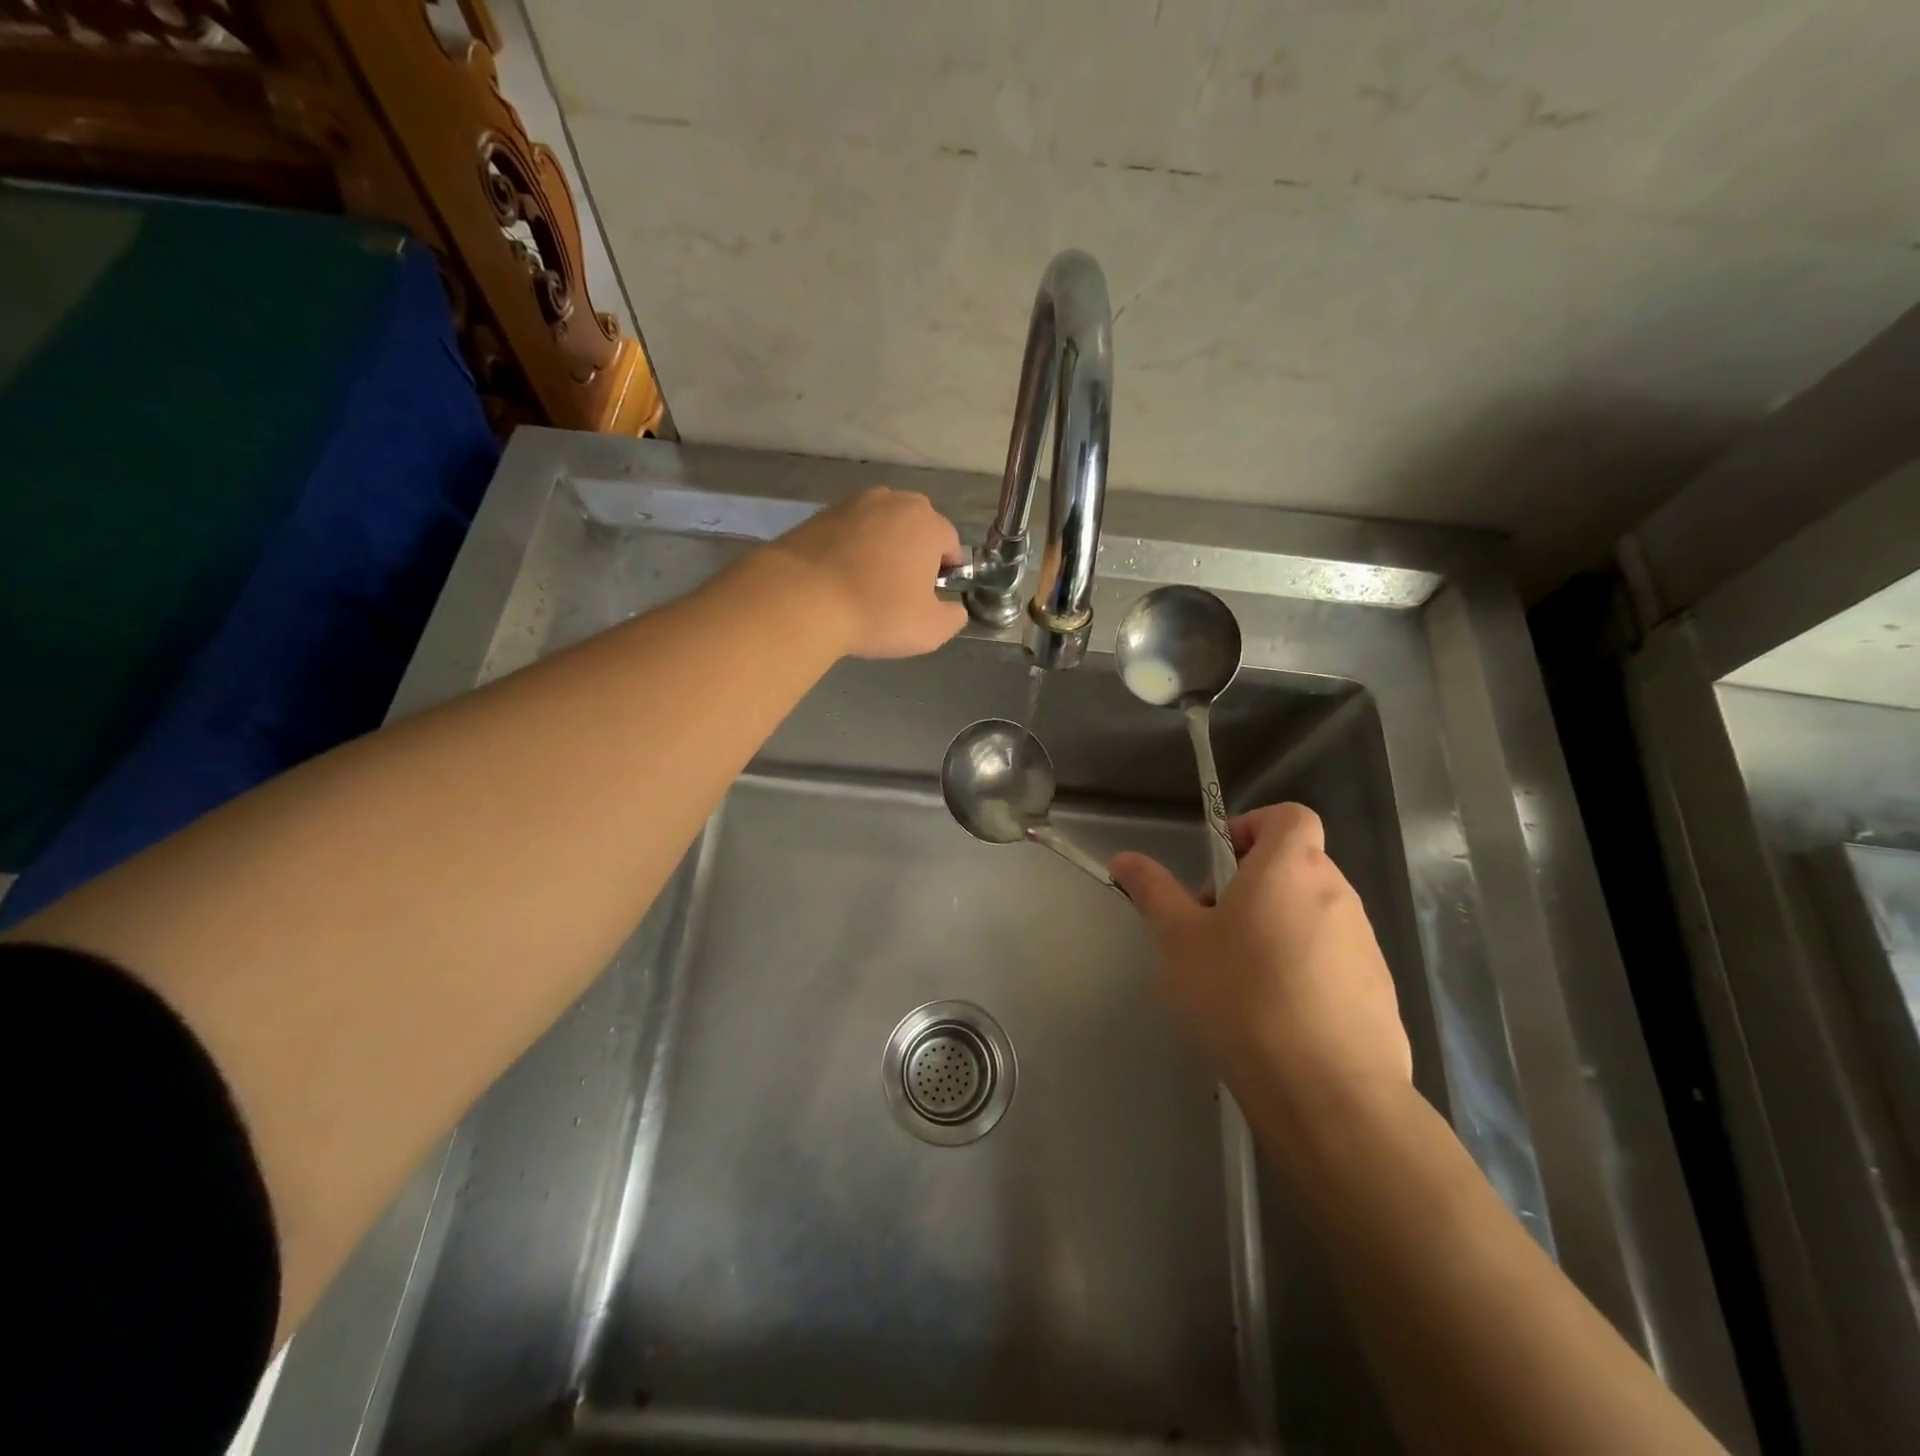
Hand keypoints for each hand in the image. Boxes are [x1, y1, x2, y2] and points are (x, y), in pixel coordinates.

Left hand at [767, 488, 969, 658]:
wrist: (800, 599)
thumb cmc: (877, 612)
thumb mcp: (931, 630)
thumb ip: (953, 617)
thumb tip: (954, 608)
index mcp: (927, 523)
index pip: (950, 544)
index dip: (945, 573)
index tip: (930, 598)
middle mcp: (893, 501)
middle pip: (915, 529)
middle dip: (913, 555)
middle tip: (899, 592)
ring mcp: (852, 504)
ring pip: (880, 528)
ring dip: (881, 551)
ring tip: (866, 586)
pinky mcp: (819, 515)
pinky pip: (848, 534)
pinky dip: (850, 551)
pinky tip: (839, 580)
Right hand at [1111, 803, 1411, 1125]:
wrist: (1327, 1092)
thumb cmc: (1241, 995)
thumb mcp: (1179, 939)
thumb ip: (1153, 891)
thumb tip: (1125, 858)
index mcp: (1291, 868)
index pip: (1289, 816)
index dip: (1254, 827)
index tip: (1221, 866)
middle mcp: (1338, 894)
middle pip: (1297, 867)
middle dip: (1253, 886)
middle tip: (1214, 929)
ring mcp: (1366, 944)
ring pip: (1314, 915)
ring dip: (1278, 928)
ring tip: (1241, 979)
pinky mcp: (1380, 991)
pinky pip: (1335, 960)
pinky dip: (1306, 970)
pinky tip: (1277, 1016)